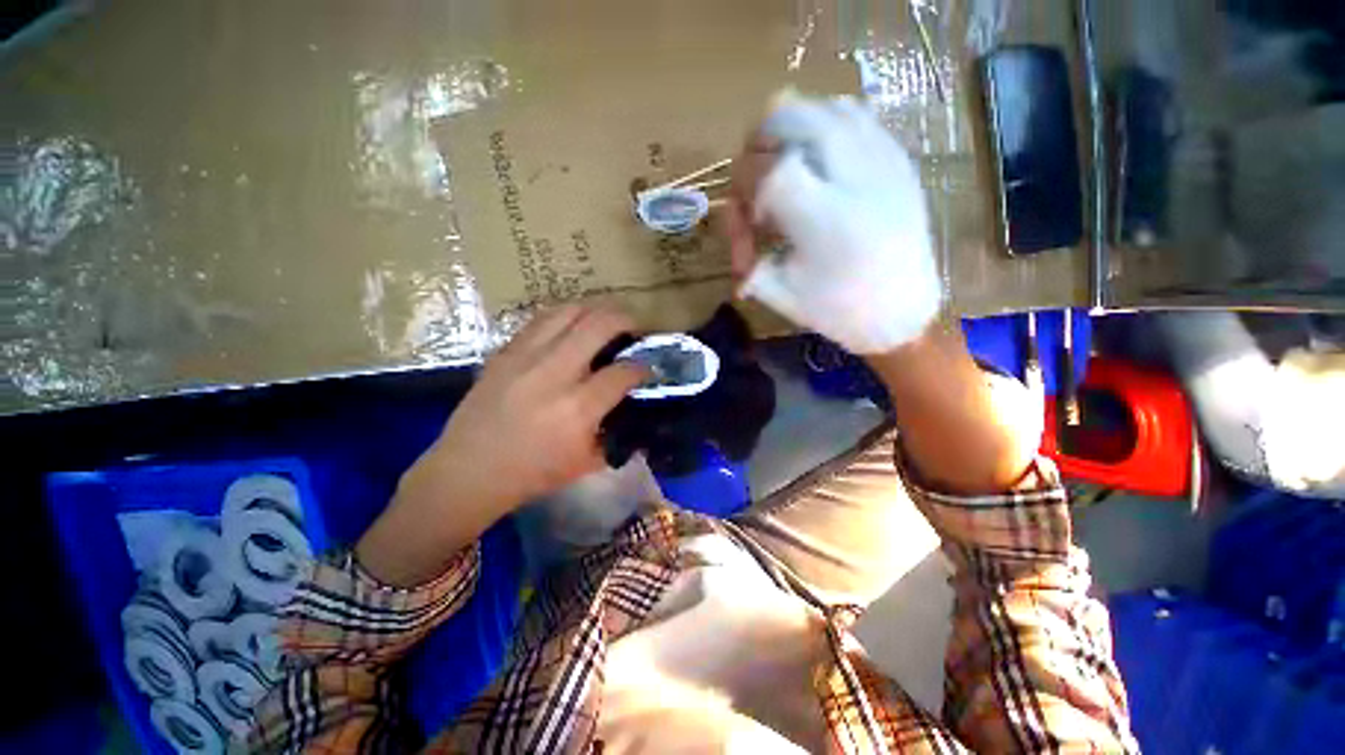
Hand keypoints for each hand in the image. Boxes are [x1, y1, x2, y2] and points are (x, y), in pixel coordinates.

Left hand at [357, 305, 647, 585]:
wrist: (469, 471)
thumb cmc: (532, 474)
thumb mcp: (587, 462)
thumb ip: (616, 432)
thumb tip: (634, 408)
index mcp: (578, 409)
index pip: (623, 372)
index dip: (642, 366)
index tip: (647, 367)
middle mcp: (554, 374)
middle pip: (599, 325)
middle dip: (625, 320)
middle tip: (634, 327)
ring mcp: (525, 357)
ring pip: (570, 312)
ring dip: (595, 310)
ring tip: (606, 318)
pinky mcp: (505, 352)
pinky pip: (541, 319)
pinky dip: (565, 316)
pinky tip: (572, 324)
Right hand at [722, 93, 942, 353]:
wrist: (903, 312)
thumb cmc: (836, 311)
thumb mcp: (777, 292)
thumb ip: (746, 250)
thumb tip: (732, 219)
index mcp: (824, 222)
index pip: (767, 168)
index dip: (743, 181)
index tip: (748, 211)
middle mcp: (856, 180)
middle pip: (793, 117)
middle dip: (760, 144)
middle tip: (757, 181)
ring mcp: (883, 161)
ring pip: (824, 107)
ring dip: (791, 131)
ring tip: (785, 170)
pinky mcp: (898, 158)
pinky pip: (854, 116)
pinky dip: (823, 127)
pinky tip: (818, 163)